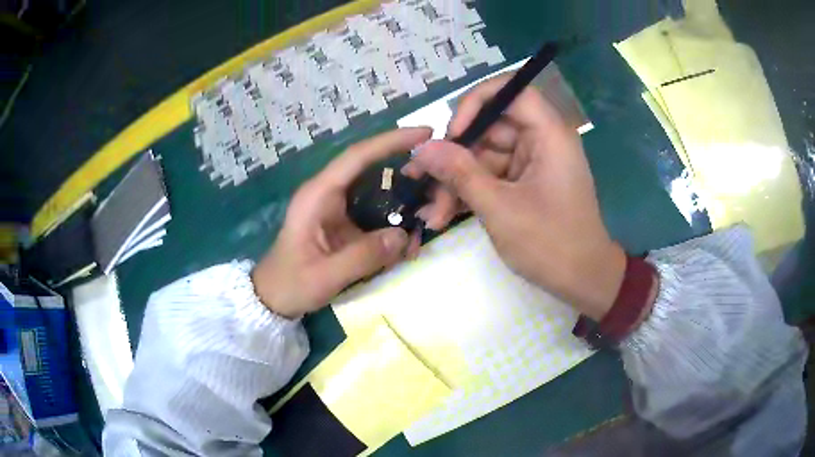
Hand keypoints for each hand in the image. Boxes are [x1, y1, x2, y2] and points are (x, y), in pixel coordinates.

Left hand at [252, 128, 429, 317]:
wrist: (274, 298)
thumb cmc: (291, 284)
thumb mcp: (325, 276)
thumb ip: (363, 256)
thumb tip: (405, 235)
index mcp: (318, 195)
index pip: (357, 156)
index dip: (391, 141)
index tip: (425, 133)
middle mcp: (329, 193)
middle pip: (372, 168)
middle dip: (406, 168)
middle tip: (438, 176)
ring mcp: (337, 208)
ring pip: (378, 191)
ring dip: (404, 198)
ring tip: (430, 210)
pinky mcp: (344, 223)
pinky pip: (376, 213)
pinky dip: (395, 220)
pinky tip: (410, 235)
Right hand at [403, 75, 624, 319]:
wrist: (582, 281)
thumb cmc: (550, 244)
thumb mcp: (500, 208)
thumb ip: (460, 173)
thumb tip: (422, 149)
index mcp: (548, 135)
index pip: (510, 92)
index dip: (476, 103)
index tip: (451, 133)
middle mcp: (541, 141)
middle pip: (489, 129)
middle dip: (453, 156)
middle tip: (419, 179)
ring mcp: (531, 164)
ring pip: (484, 157)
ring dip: (455, 182)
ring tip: (430, 212)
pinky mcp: (524, 184)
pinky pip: (490, 177)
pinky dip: (469, 194)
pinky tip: (442, 215)